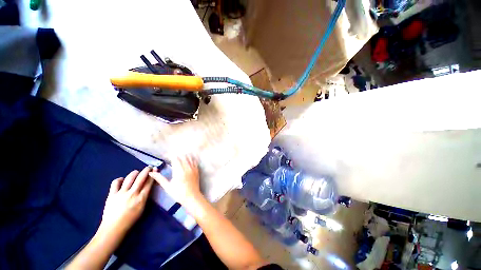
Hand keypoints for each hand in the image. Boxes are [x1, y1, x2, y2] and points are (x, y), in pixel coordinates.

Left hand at [98, 166, 153, 237]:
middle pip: (141, 178)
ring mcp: (121, 193)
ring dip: (134, 173)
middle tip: (148, 167)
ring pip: (129, 178)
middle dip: (146, 170)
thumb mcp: (142, 208)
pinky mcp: (111, 195)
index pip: (149, 183)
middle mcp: (132, 193)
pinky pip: (115, 182)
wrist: (113, 228)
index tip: (155, 169)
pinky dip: (120, 179)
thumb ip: (145, 196)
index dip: (153, 175)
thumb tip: (147, 186)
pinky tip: (122, 180)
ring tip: (136, 172)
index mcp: (141, 198)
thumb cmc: (131, 219)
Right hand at [149, 156, 201, 209]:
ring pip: (189, 157)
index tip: (165, 156)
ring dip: (183, 156)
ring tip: (178, 157)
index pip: (175, 158)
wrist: (192, 197)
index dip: (170, 155)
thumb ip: (159, 178)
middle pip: (182, 156)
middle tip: (171, 157)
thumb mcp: (167, 186)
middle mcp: (187, 167)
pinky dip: (191, 158)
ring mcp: (193, 168)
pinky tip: (188, 159)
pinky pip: (194, 161)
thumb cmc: (178, 193)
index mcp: (179, 170)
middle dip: (176, 155)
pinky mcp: (197, 170)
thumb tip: (150, 173)